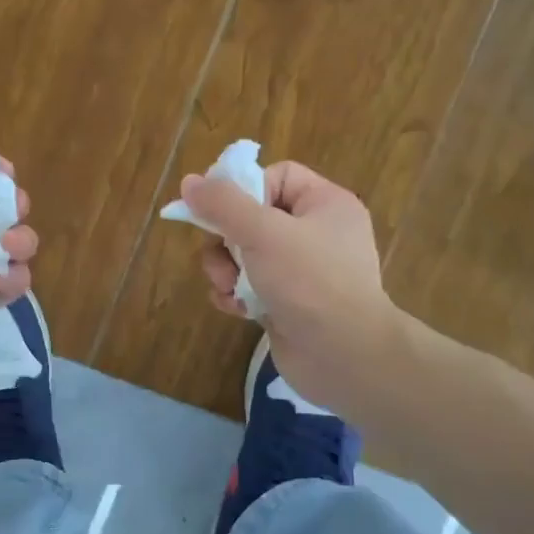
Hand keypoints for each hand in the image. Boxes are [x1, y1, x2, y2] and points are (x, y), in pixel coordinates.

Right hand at [181, 161, 396, 414]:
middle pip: (253, 217)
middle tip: (221, 256)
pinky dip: (237, 295)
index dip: (246, 189)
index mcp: (326, 204)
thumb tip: (190, 182)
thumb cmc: (310, 281)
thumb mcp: (263, 232)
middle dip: (227, 239)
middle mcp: (317, 234)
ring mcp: (303, 272)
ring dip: (226, 270)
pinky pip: (251, 287)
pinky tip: (236, 309)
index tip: (222, 210)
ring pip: (246, 254)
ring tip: (228, 287)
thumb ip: (223, 204)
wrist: (344, 356)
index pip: (277, 177)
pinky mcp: (288, 304)